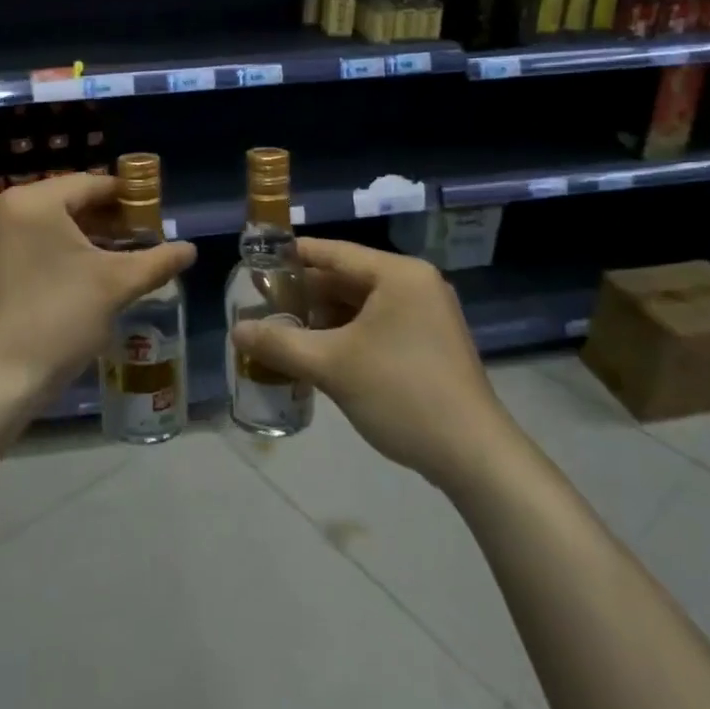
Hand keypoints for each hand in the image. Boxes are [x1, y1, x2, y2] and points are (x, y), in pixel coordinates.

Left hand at [0, 175, 195, 413]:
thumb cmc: (58, 321)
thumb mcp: (115, 286)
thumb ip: (156, 261)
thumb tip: (190, 250)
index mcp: (29, 201)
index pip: (88, 184)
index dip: (126, 197)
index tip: (153, 214)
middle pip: (63, 201)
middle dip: (103, 219)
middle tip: (138, 238)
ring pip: (42, 222)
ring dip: (78, 235)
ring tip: (114, 256)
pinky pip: (21, 241)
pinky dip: (50, 249)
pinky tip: (77, 272)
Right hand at [232, 238, 501, 487]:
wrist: (474, 455)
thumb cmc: (401, 394)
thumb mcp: (332, 366)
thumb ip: (279, 344)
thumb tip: (236, 331)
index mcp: (398, 275)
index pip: (334, 253)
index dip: (293, 256)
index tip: (258, 262)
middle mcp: (416, 285)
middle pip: (348, 278)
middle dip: (306, 294)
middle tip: (264, 305)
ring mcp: (428, 315)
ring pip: (363, 305)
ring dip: (325, 318)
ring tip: (285, 331)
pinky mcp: (431, 344)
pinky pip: (379, 326)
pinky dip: (348, 335)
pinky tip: (320, 354)